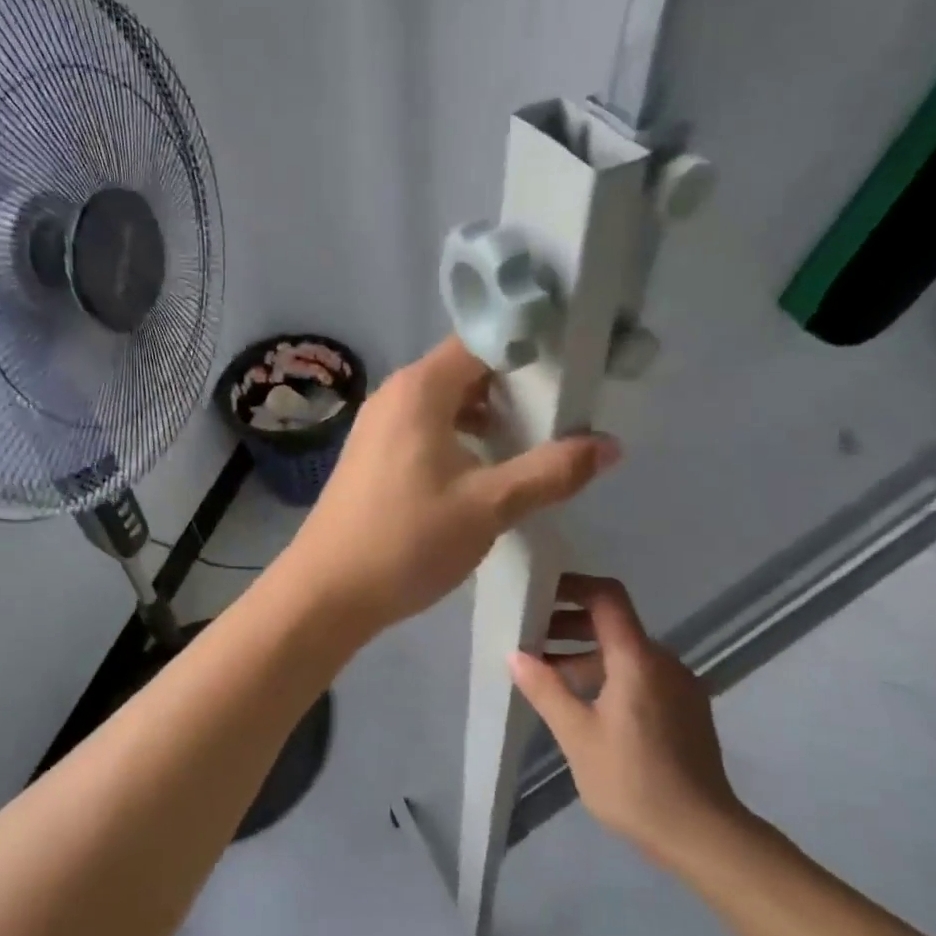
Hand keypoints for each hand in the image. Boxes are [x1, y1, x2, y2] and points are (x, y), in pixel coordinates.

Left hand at [285, 337, 619, 632]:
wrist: (326, 593)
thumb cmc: (407, 540)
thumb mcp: (489, 506)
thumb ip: (550, 472)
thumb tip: (609, 445)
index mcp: (420, 389)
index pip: (483, 342)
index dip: (529, 350)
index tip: (571, 369)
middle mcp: (396, 394)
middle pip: (466, 370)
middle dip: (515, 387)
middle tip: (563, 412)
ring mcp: (379, 425)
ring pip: (446, 402)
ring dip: (489, 416)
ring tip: (533, 443)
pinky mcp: (374, 454)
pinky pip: (427, 427)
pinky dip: (461, 437)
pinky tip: (486, 470)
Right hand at [510, 574, 753, 863]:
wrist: (703, 835)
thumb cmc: (633, 782)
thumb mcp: (577, 736)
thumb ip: (546, 690)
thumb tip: (515, 654)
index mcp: (637, 659)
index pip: (606, 597)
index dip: (572, 586)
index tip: (539, 592)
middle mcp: (663, 661)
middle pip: (614, 623)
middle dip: (569, 625)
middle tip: (531, 639)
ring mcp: (679, 685)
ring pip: (626, 653)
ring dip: (586, 654)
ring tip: (549, 676)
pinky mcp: (686, 709)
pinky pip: (642, 675)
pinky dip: (609, 675)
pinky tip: (586, 704)